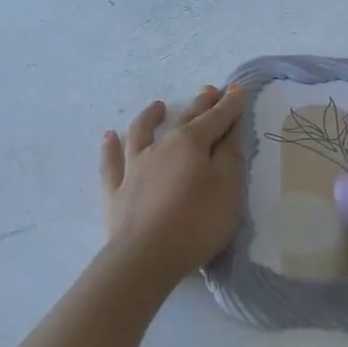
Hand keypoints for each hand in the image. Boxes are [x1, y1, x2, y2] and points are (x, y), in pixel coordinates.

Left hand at [100, 85, 248, 283]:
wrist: (146, 257)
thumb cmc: (196, 222)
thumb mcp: (227, 188)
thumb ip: (230, 156)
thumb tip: (230, 127)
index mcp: (192, 143)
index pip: (216, 118)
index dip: (229, 105)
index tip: (238, 89)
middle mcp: (161, 146)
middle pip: (184, 120)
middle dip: (200, 105)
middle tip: (209, 91)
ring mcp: (134, 167)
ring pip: (141, 133)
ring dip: (150, 117)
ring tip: (157, 106)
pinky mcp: (116, 190)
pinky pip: (111, 162)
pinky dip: (110, 148)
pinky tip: (109, 137)